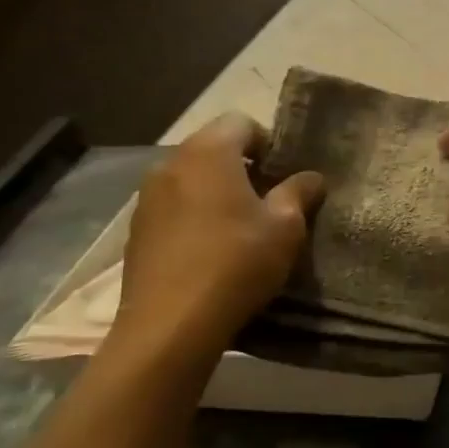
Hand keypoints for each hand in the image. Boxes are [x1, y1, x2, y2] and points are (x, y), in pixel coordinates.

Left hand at [112, 114, 324, 364]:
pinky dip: (194, 216)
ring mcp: (147, 197)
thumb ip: (299, 193)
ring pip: (191, 179)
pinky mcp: (137, 230)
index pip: (241, 122)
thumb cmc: (237, 263)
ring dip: (216, 192)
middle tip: (269, 201)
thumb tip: (311, 177)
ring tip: (240, 227)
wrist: (171, 325)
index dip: (268, 142)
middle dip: (242, 167)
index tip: (284, 176)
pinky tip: (210, 250)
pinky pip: (173, 207)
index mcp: (208, 152)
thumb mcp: (285, 227)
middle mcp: (171, 164)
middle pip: (213, 148)